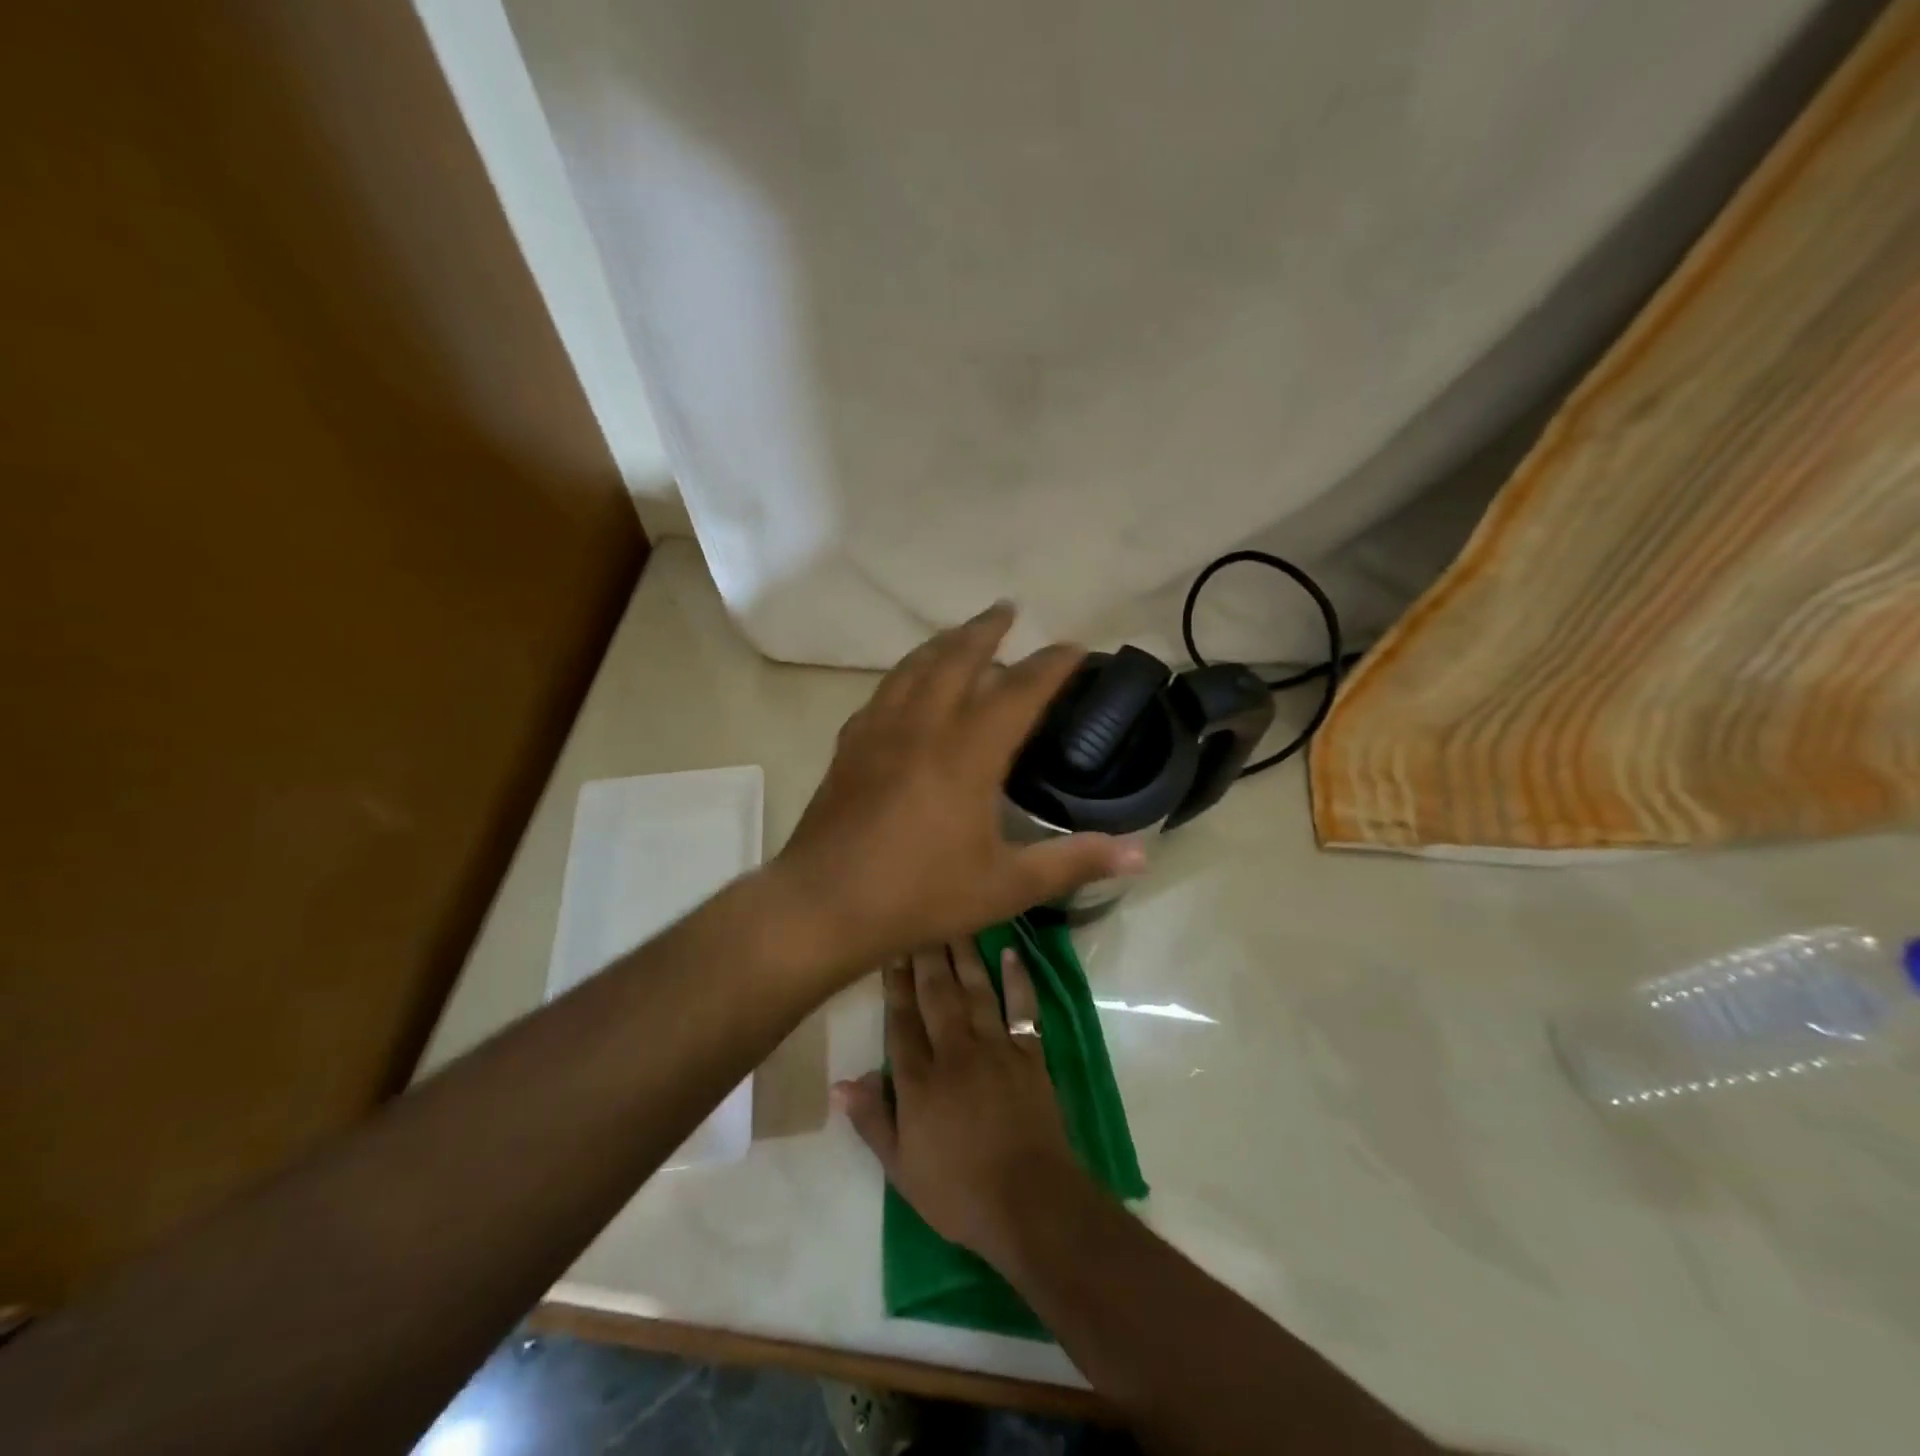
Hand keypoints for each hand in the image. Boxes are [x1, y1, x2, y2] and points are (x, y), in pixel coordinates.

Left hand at [769, 604, 1143, 974]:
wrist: (823, 905)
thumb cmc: (920, 895)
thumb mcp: (1006, 886)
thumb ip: (1073, 862)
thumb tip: (1141, 854)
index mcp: (968, 751)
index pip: (1020, 690)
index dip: (1051, 664)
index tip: (1074, 647)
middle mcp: (923, 725)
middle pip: (958, 656)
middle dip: (987, 629)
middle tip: (1007, 610)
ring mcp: (879, 730)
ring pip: (914, 666)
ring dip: (942, 642)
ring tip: (960, 634)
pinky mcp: (849, 745)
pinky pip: (883, 691)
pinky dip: (905, 674)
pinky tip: (907, 685)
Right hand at [835, 939, 1092, 1268]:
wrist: (1030, 1202)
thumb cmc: (958, 1192)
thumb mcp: (902, 1169)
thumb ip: (872, 1121)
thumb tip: (839, 1083)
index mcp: (920, 1080)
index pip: (901, 1020)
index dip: (894, 983)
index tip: (890, 947)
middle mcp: (955, 1052)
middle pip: (936, 994)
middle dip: (925, 955)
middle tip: (918, 917)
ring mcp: (996, 1048)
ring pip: (975, 990)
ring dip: (963, 954)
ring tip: (954, 921)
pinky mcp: (1030, 1054)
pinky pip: (1023, 1008)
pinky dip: (1018, 980)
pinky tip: (1012, 953)